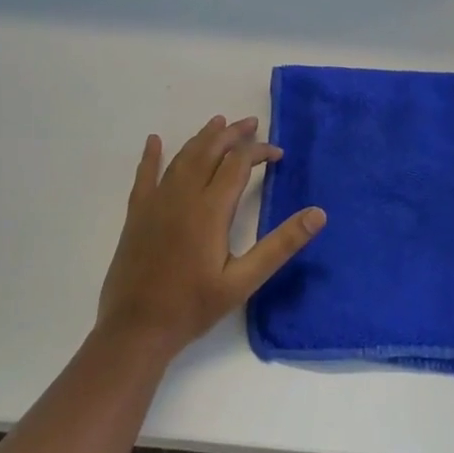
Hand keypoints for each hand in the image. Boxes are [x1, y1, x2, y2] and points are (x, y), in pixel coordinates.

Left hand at [96, 116, 325, 357]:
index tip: (278, 154)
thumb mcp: (244, 281)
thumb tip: (318, 214)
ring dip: (202, 138)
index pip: (239, 164)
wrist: (135, 329)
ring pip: (182, 158)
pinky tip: (154, 141)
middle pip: (210, 151)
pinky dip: (152, 156)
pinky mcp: (137, 214)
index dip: (260, 151)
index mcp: (210, 209)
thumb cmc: (193, 307)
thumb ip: (280, 244)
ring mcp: (156, 203)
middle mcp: (183, 196)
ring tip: (218, 123)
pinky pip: (144, 176)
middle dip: (232, 134)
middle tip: (251, 123)